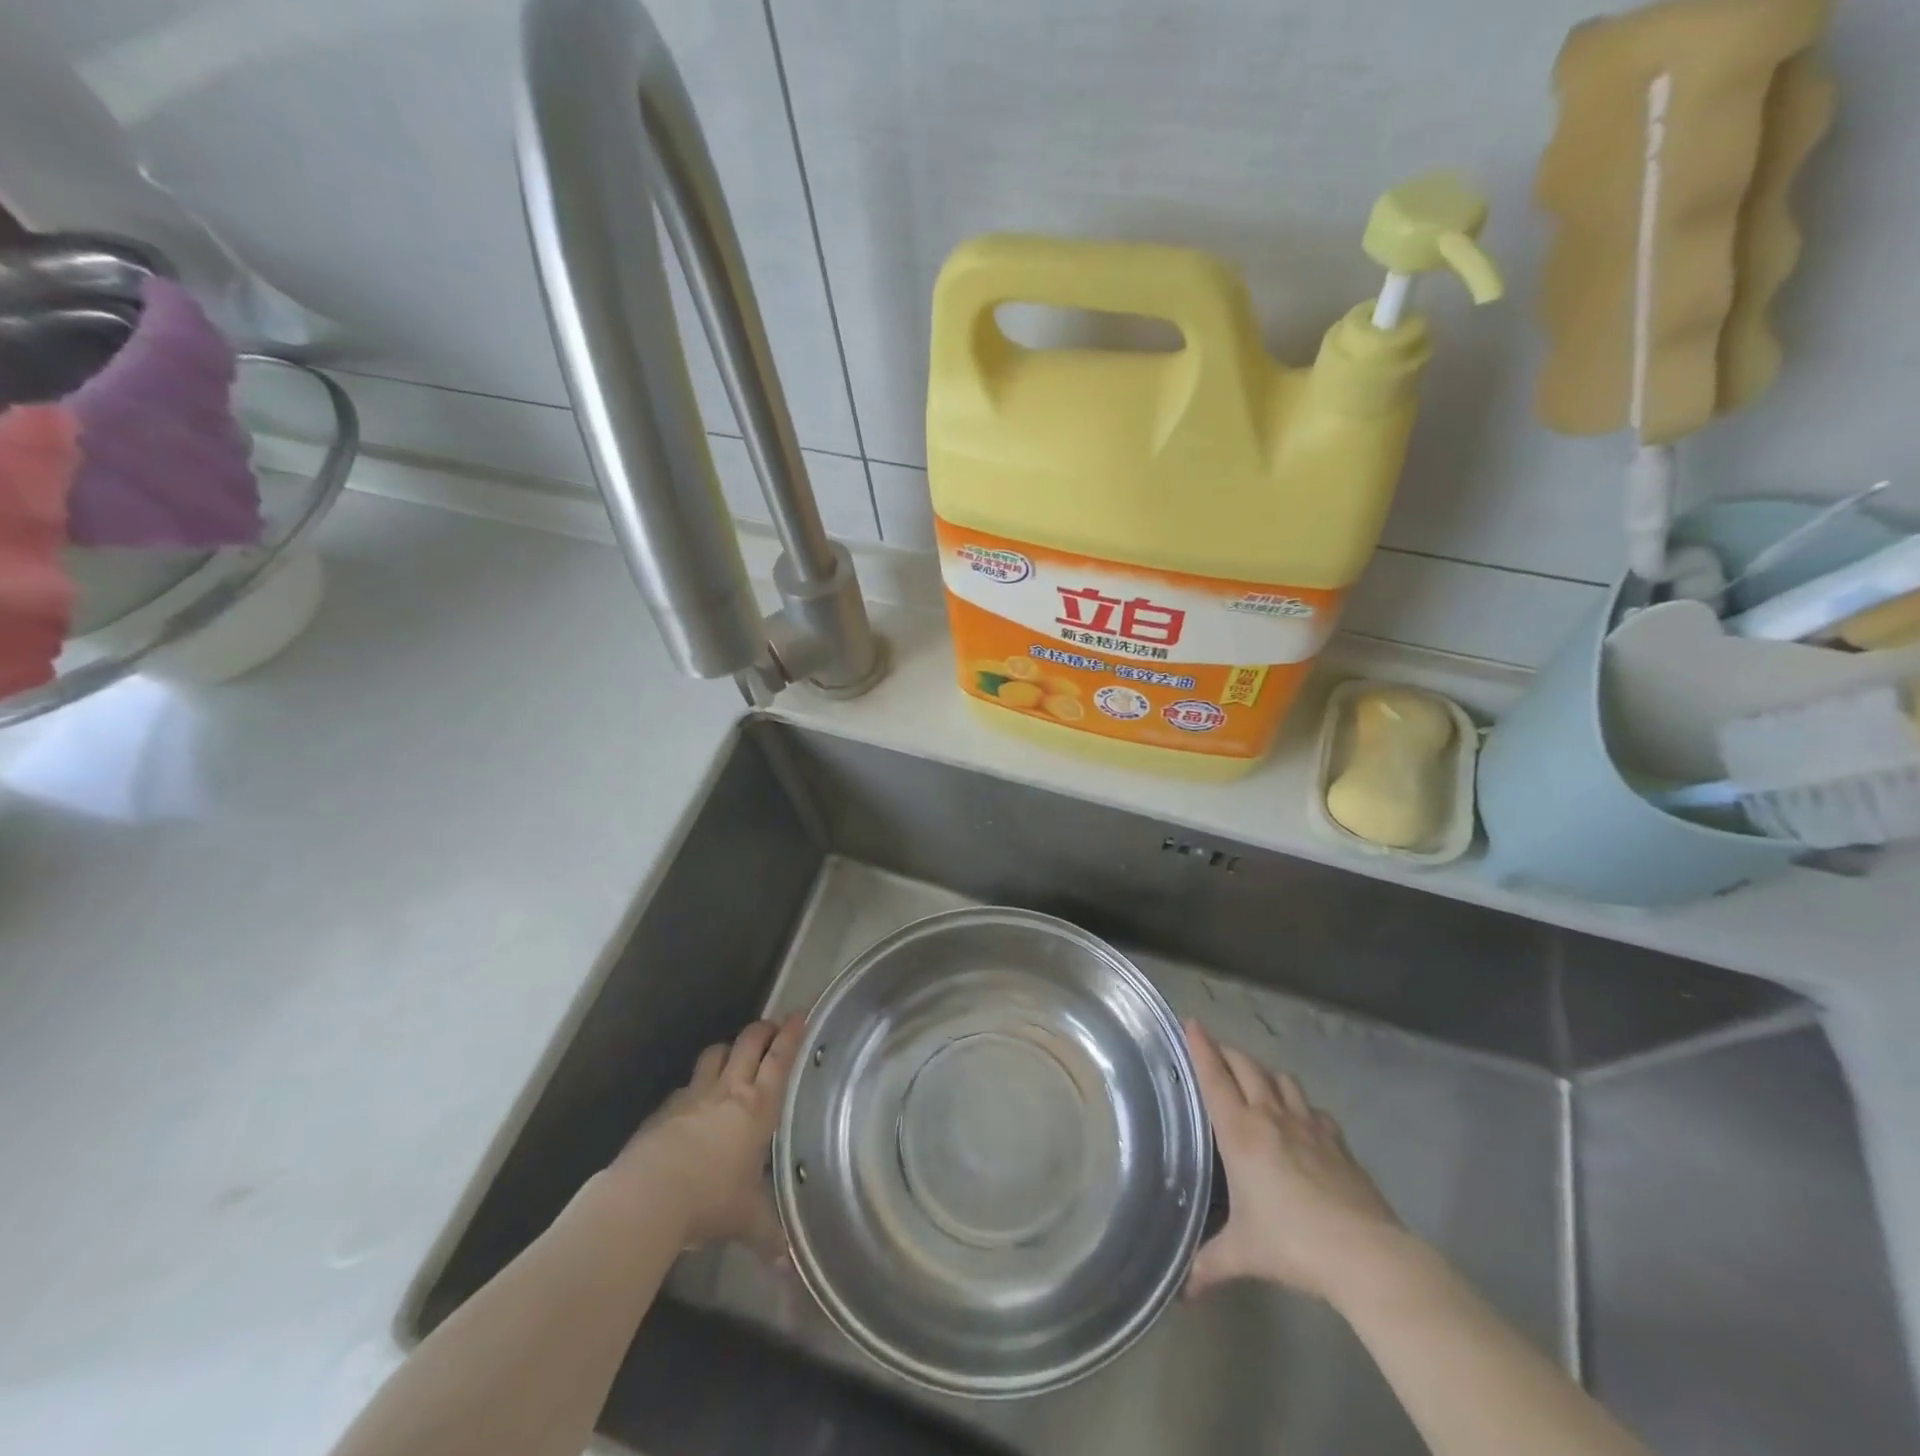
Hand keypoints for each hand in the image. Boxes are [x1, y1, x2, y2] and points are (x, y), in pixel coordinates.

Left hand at [610, 1015, 803, 1256]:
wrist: (648, 1196)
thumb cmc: (710, 1199)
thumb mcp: (747, 1219)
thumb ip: (770, 1236)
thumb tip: (791, 1270)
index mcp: (758, 1106)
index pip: (780, 1059)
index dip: (792, 1035)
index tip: (801, 1015)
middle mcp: (729, 1090)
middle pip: (748, 1043)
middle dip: (763, 1031)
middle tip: (773, 1028)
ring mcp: (693, 1095)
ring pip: (715, 1055)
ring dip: (728, 1050)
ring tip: (734, 1056)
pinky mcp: (665, 1109)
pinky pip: (686, 1086)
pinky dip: (695, 1086)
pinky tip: (694, 1103)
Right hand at [1185, 1019, 1405, 1302]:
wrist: (1364, 1254)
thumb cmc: (1292, 1244)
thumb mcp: (1243, 1254)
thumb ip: (1210, 1264)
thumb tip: (1183, 1291)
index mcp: (1240, 1132)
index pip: (1214, 1077)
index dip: (1201, 1047)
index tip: (1191, 1022)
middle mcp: (1270, 1116)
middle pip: (1246, 1066)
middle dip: (1227, 1052)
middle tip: (1214, 1050)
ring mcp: (1308, 1124)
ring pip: (1281, 1078)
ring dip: (1264, 1072)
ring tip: (1256, 1080)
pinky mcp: (1338, 1140)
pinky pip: (1313, 1108)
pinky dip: (1300, 1104)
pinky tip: (1301, 1120)